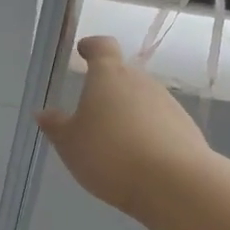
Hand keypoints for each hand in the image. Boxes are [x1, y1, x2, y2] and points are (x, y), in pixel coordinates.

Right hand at [36, 36, 213, 218]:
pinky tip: (139, 159)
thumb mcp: (70, 144)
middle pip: (123, 76)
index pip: (102, 47)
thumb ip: (56, 126)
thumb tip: (43, 113)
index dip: (92, 46)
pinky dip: (147, 133)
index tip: (83, 50)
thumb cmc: (110, 154)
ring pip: (142, 100)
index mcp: (109, 76)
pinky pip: (159, 123)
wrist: (173, 183)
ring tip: (114, 143)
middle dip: (108, 89)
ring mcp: (168, 103)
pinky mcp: (186, 128)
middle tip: (92, 112)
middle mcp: (141, 81)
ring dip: (128, 113)